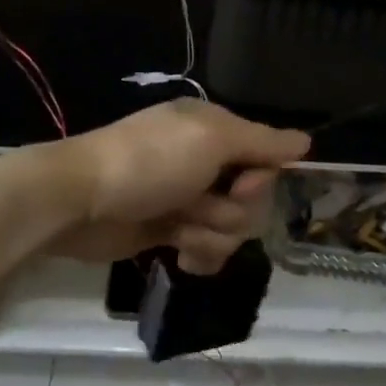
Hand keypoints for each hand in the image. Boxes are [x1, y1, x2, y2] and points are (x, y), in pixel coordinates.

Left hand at [47, 100, 311, 273]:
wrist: (78, 201)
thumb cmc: (148, 162)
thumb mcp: (210, 140)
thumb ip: (262, 142)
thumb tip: (306, 141)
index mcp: (216, 131)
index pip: (267, 158)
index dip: (259, 179)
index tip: (240, 184)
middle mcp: (207, 162)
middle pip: (254, 199)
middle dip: (231, 210)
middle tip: (198, 204)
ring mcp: (189, 199)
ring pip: (233, 229)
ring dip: (210, 233)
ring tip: (179, 228)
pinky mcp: (172, 232)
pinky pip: (209, 249)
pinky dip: (199, 254)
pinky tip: (179, 254)